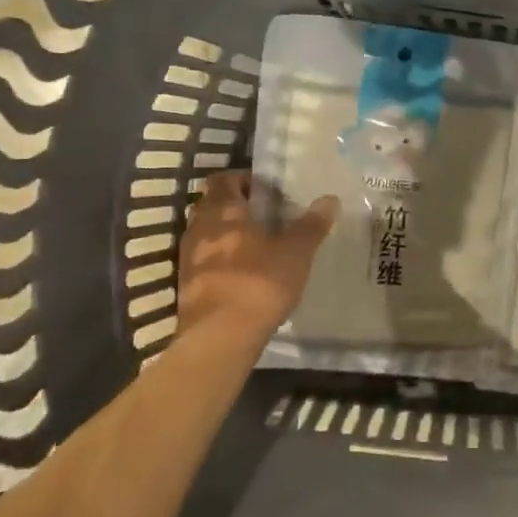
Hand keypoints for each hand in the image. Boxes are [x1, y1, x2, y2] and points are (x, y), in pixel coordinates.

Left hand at [172, 172, 336, 340]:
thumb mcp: (296, 253)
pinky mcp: (187, 286)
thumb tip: (330, 199)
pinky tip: (242, 274)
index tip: (265, 189)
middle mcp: (200, 228)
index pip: (223, 180)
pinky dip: (220, 260)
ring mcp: (188, 258)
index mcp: (224, 212)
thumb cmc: (259, 284)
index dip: (242, 179)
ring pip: (205, 234)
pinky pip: (203, 261)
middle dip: (234, 206)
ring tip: (255, 245)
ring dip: (225, 234)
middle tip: (263, 215)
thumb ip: (311, 225)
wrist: (220, 337)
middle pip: (211, 205)